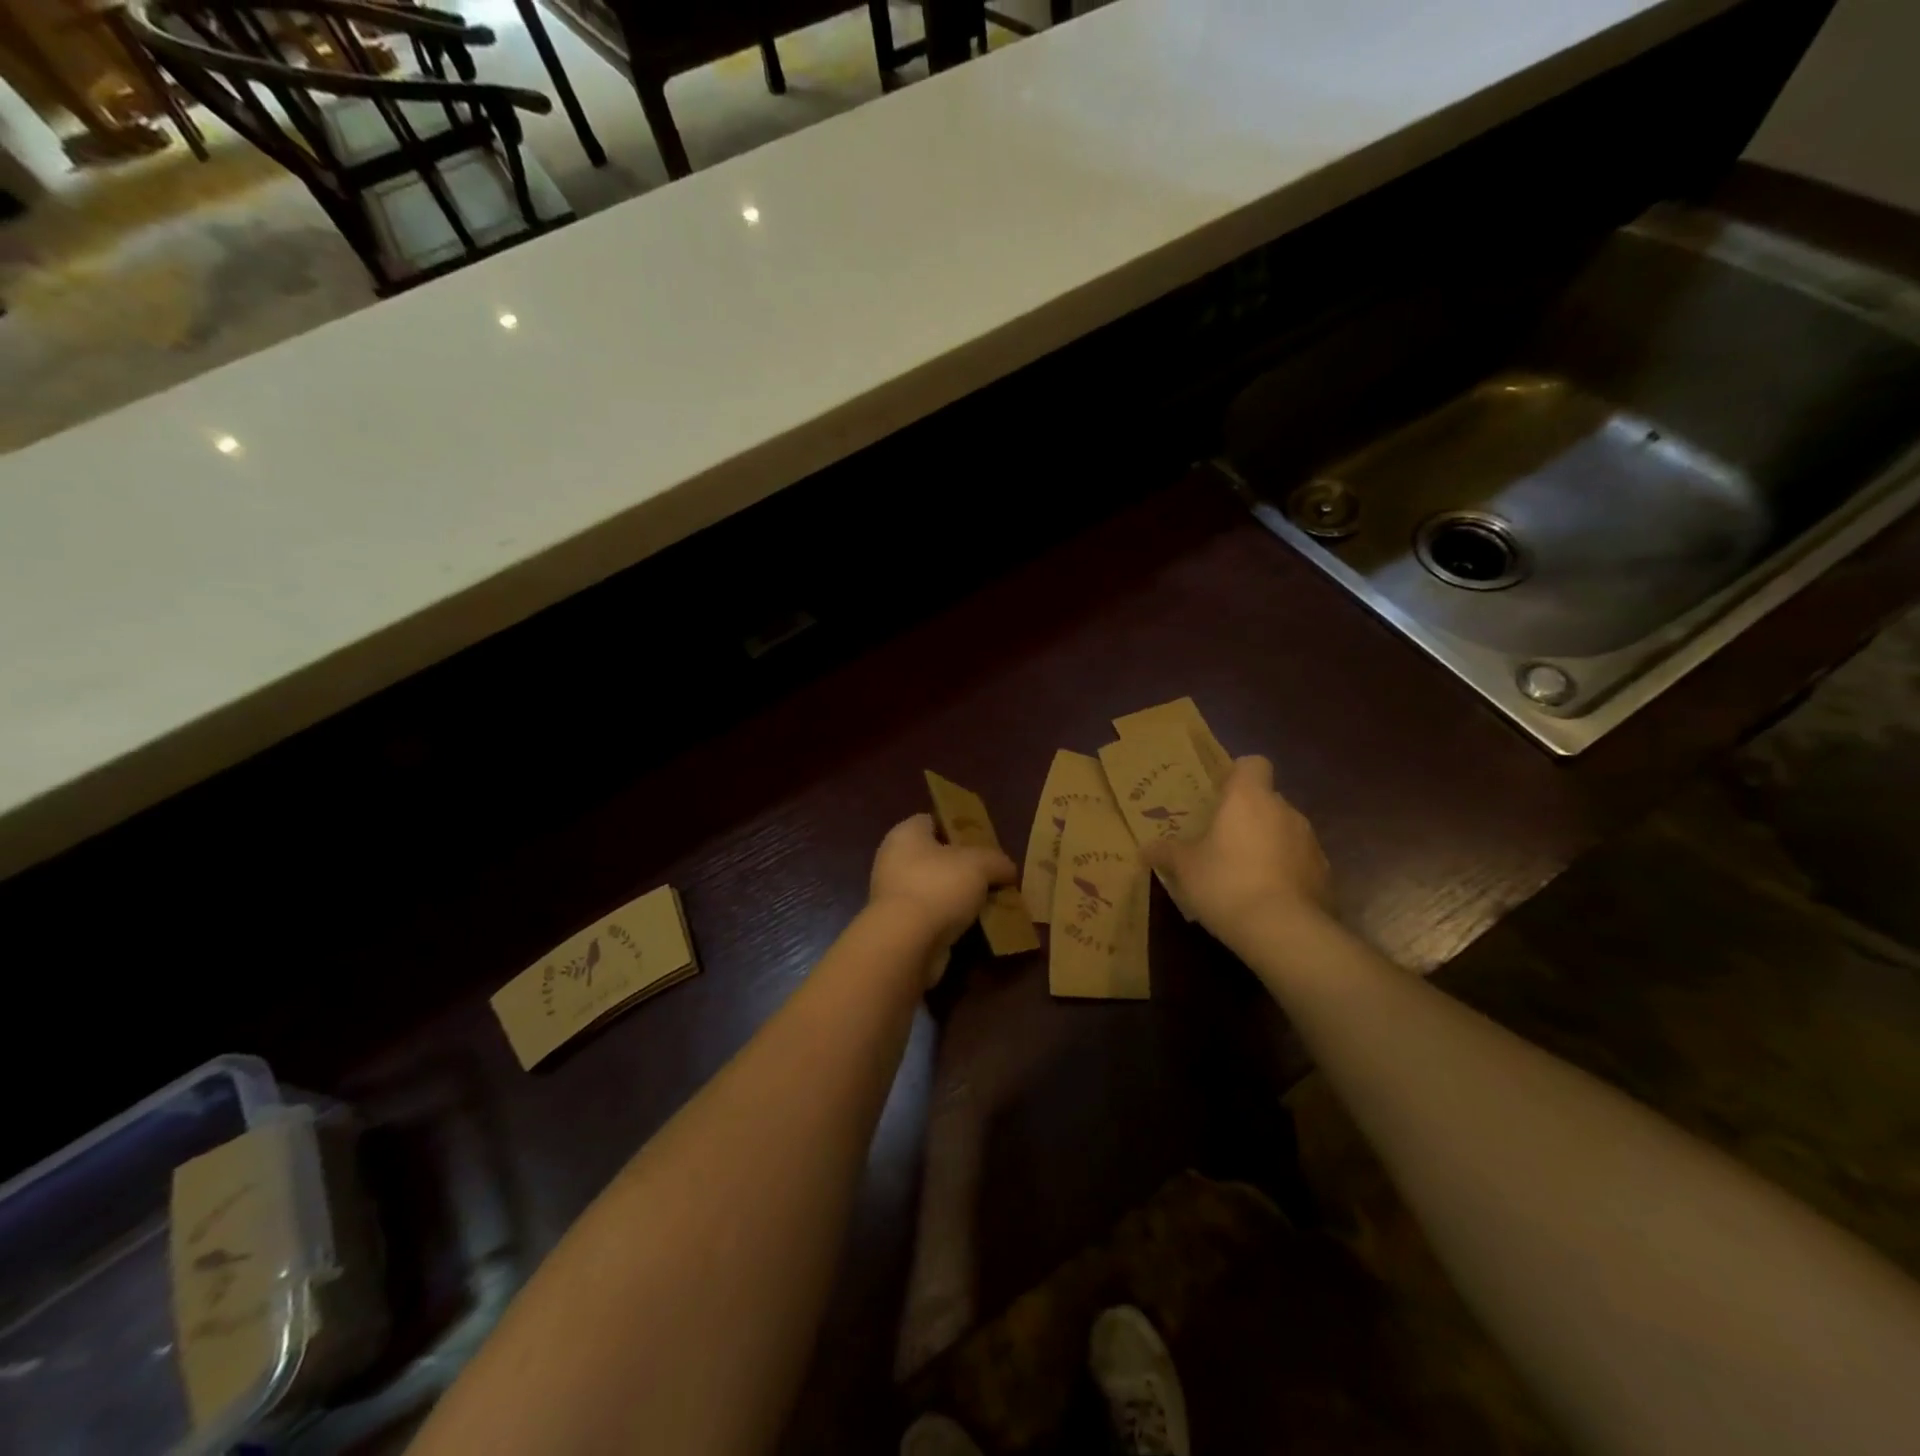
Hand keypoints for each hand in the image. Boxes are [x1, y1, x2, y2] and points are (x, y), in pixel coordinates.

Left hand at [869, 815, 1016, 980]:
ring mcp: (894, 895)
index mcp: (906, 834)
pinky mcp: (899, 925)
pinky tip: (976, 926)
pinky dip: (952, 920)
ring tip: (991, 902)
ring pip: (936, 888)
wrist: (907, 942)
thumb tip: (1007, 870)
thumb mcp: (981, 864)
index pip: (933, 821)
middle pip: (937, 857)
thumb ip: (998, 861)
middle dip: (964, 866)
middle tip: (992, 875)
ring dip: (960, 896)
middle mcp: (894, 860)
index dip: (959, 827)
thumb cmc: (939, 887)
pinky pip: (933, 915)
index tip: (984, 842)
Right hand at [1145, 756, 1332, 940]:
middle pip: (1267, 801)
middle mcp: (1284, 810)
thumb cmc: (1226, 883)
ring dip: (1267, 845)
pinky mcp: (1324, 874)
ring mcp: (1310, 842)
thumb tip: (1145, 849)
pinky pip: (1299, 862)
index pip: (1253, 764)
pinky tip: (1267, 898)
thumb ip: (1167, 853)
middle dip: (1248, 817)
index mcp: (1249, 798)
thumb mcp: (1185, 868)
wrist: (1284, 930)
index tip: (1221, 796)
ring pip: (1284, 832)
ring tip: (1244, 876)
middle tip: (1222, 843)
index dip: (1238, 776)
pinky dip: (1285, 873)